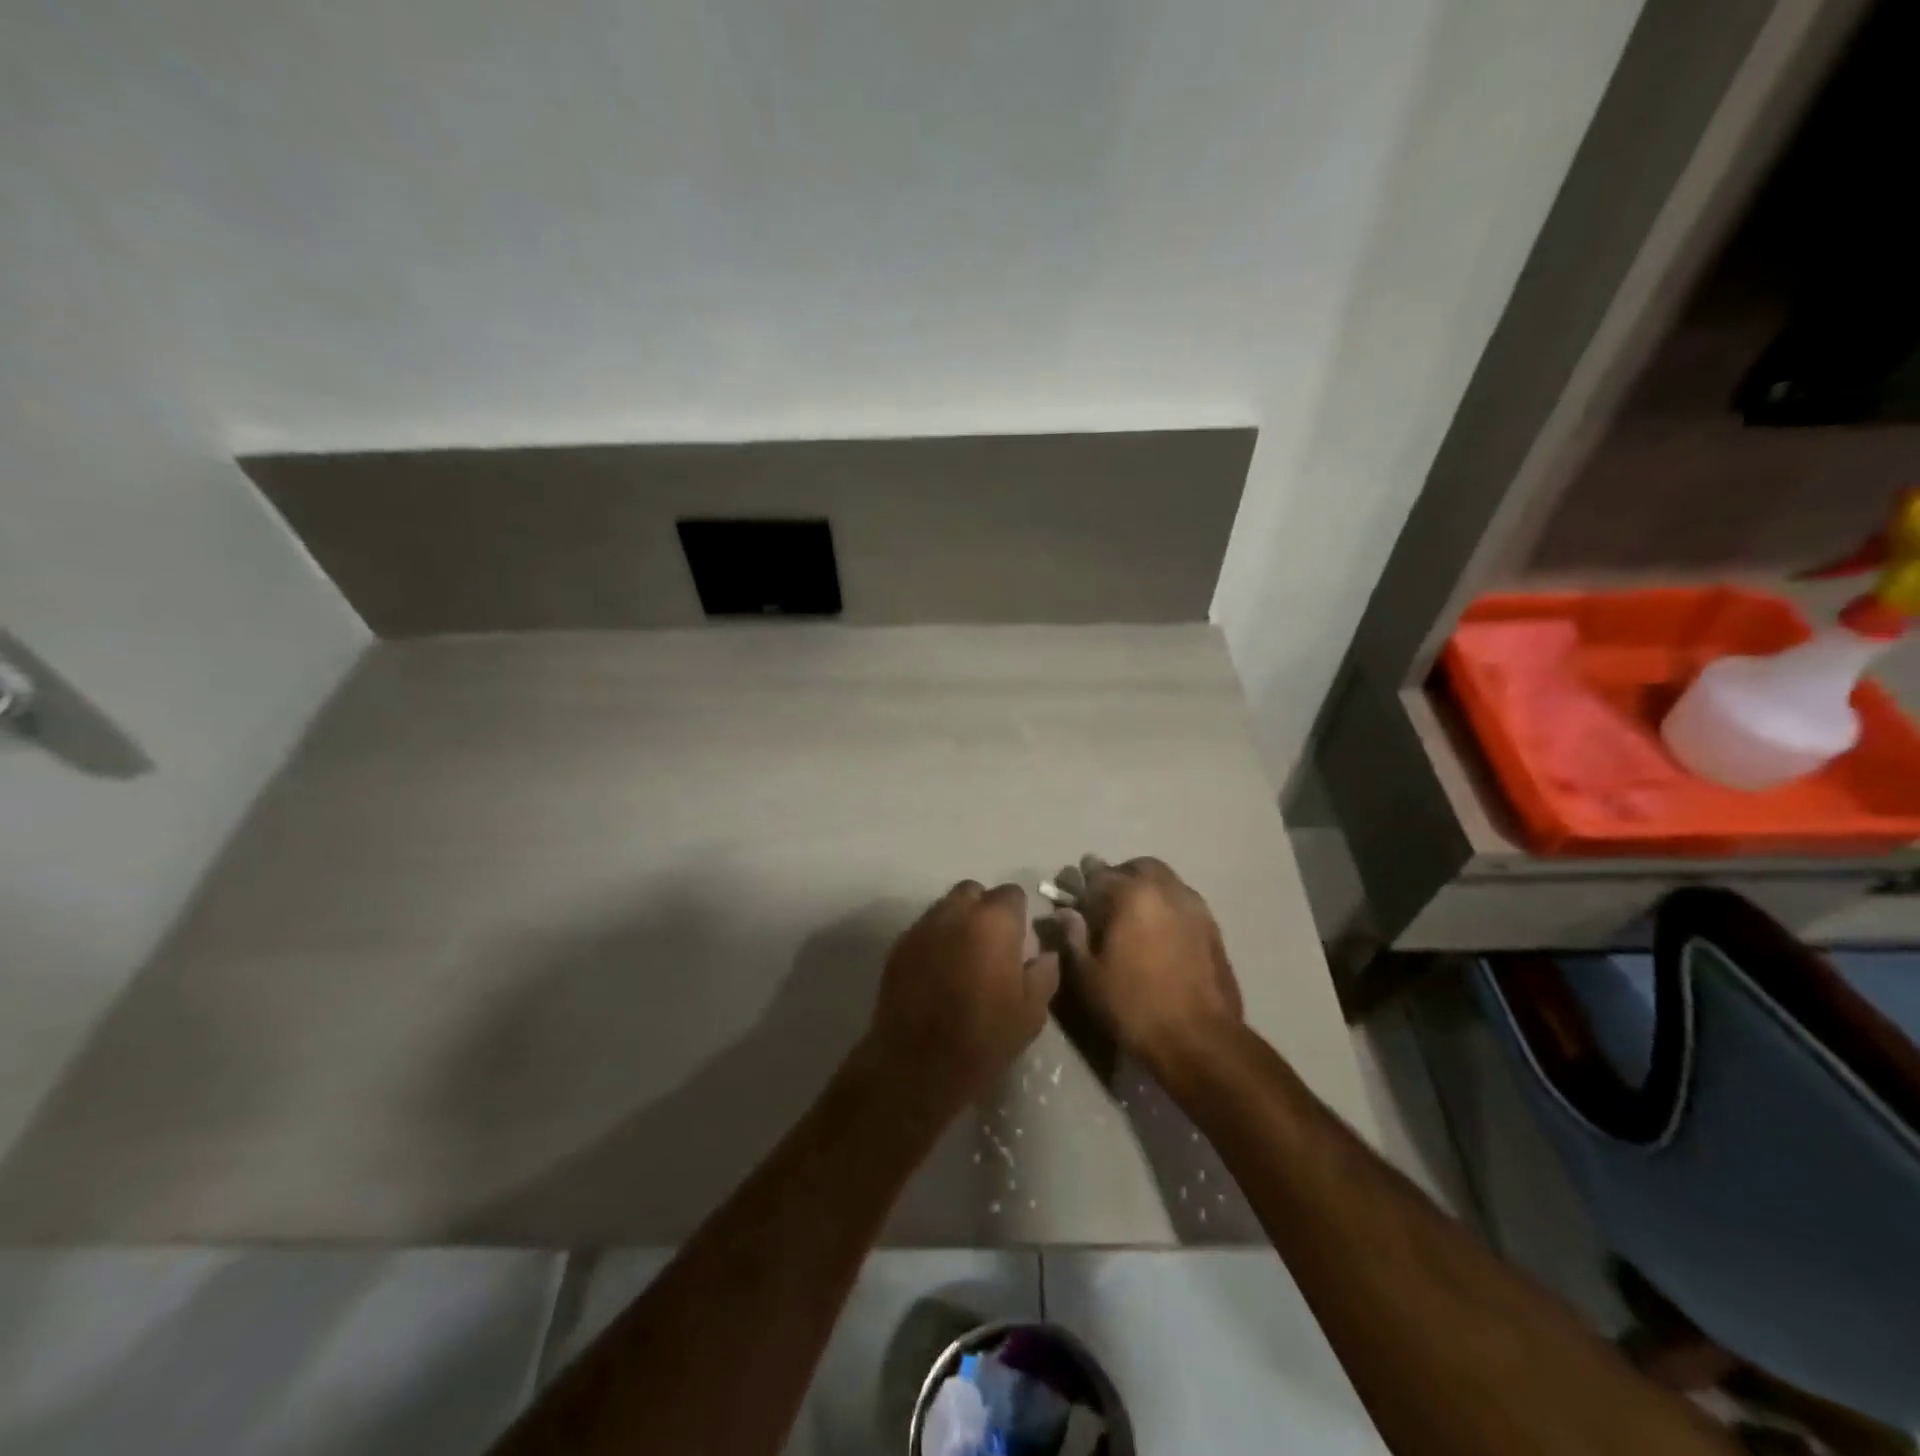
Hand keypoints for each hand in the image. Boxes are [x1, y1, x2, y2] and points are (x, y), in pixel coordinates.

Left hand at [859, 881, 1059, 1121]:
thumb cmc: (984, 1038)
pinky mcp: (897, 948)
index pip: (1012, 893)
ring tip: (963, 958)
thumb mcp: (1032, 1011)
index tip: (1019, 940)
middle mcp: (955, 913)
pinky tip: (937, 972)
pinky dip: (934, 941)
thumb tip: (1043, 953)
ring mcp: (921, 928)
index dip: (1018, 914)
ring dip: (957, 922)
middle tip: (991, 944)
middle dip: (984, 909)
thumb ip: (1044, 972)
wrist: (918, 1065)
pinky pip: (923, 930)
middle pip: (973, 892)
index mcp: (994, 922)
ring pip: (944, 907)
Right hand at [1048, 854, 1242, 1073]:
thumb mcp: (1089, 976)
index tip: (1073, 896)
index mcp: (1132, 894)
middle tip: (1104, 904)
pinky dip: (1166, 908)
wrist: (1200, 1040)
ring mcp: (1195, 906)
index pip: (1099, 874)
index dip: (1082, 884)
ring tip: (1132, 920)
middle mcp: (1166, 889)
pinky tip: (1158, 936)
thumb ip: (1074, 937)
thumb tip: (1066, 913)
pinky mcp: (1213, 927)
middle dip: (1118, 878)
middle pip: (1137, 867)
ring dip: (1145, 890)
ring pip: (1164, 881)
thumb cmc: (1135, 1006)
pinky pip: (1182, 903)